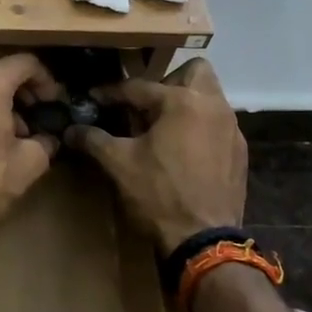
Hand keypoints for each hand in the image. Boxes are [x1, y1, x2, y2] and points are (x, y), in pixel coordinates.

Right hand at [65, 59, 246, 256]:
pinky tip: (183, 151)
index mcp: (182, 101)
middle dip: (168, 80)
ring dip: (186, 103)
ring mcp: (231, 128)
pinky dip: (200, 127)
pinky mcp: (240, 152)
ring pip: (209, 97)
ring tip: (162, 128)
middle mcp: (213, 105)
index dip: (112, 92)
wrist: (205, 240)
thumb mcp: (119, 164)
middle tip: (146, 105)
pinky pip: (218, 124)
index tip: (95, 98)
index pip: (140, 86)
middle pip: (194, 71)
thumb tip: (71, 130)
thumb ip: (94, 140)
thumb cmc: (159, 194)